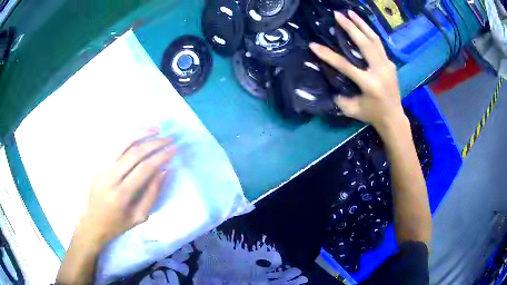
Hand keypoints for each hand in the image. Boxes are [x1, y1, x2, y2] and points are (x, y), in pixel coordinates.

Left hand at [76, 129, 174, 246]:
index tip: (173, 149)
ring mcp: (101, 169)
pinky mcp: (97, 166)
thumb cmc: (118, 224)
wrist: (93, 223)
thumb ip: (152, 194)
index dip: (160, 157)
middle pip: (133, 153)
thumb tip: (164, 171)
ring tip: (154, 129)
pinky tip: (136, 134)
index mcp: (122, 195)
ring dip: (139, 134)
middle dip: (153, 144)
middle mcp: (110, 178)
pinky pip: (113, 148)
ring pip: (121, 145)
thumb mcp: (140, 216)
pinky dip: (126, 139)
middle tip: (168, 139)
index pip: (144, 169)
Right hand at [309, 10, 405, 131]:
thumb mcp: (352, 110)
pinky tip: (362, 26)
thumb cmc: (372, 115)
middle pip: (365, 44)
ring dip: (362, 24)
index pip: (346, 66)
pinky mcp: (391, 64)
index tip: (313, 45)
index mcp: (370, 84)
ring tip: (351, 12)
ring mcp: (388, 66)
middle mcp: (380, 71)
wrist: (394, 118)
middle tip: (338, 14)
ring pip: (375, 40)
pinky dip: (370, 33)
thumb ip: (339, 97)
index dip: (328, 55)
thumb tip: (329, 81)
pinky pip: (379, 45)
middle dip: (351, 27)